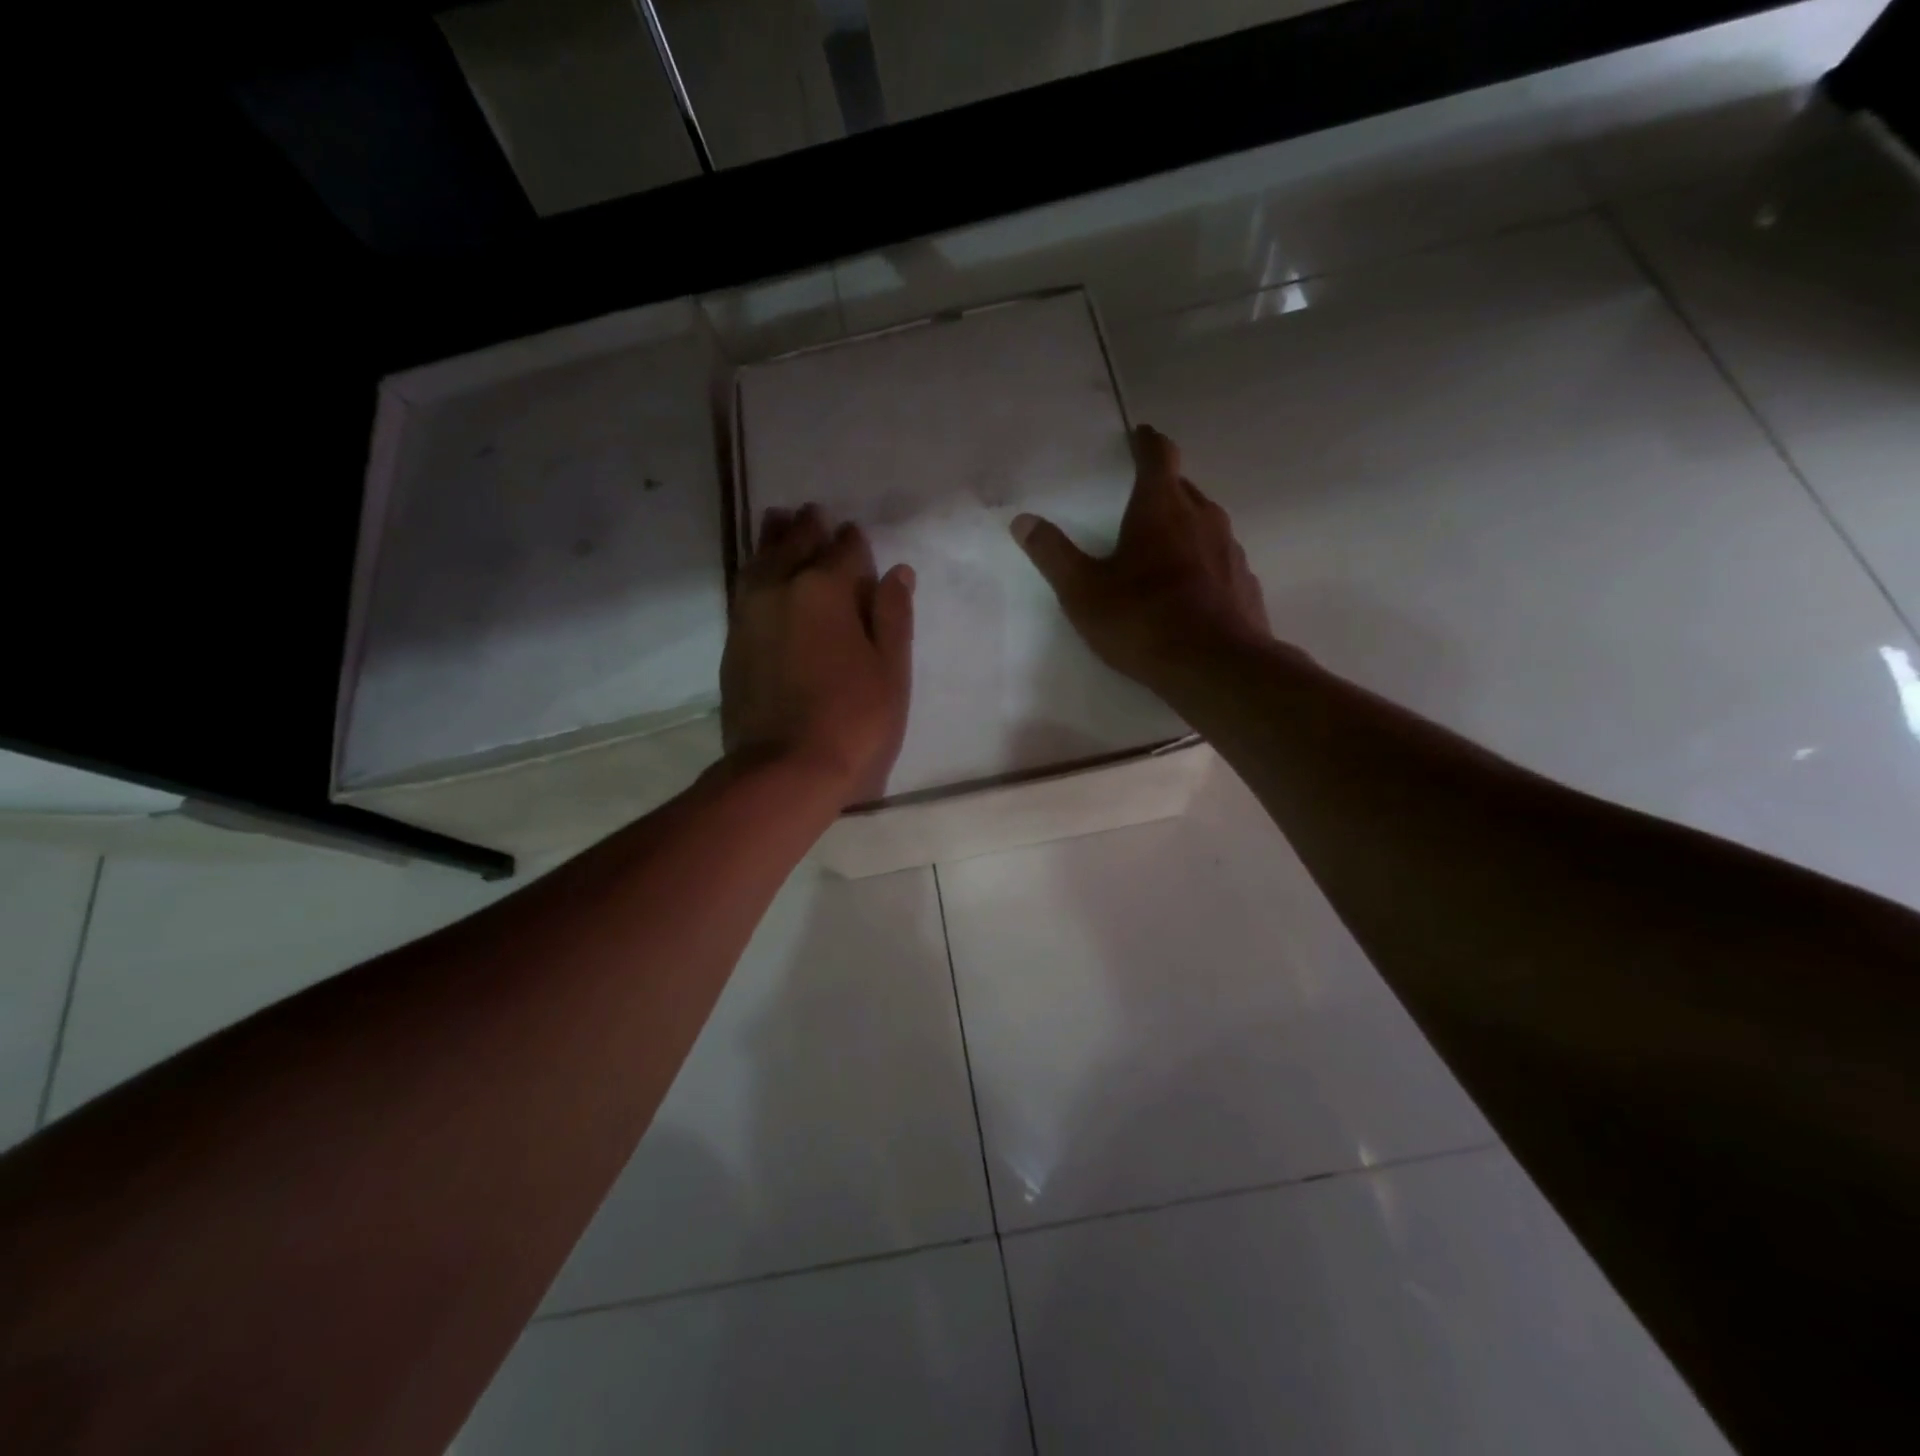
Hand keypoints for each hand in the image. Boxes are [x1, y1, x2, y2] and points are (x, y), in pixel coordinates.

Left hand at [722, 504, 914, 805]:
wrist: (784, 769)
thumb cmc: (853, 719)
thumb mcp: (890, 670)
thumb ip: (891, 616)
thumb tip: (896, 571)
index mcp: (825, 590)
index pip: (843, 550)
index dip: (853, 542)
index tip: (856, 534)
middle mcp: (781, 589)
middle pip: (794, 545)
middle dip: (808, 528)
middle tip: (814, 513)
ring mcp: (750, 615)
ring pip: (760, 561)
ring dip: (772, 539)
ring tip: (777, 521)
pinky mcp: (733, 642)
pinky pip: (744, 589)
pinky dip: (754, 571)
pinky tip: (758, 571)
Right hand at [1011, 425, 1270, 684]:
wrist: (1215, 667)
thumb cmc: (1142, 621)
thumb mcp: (1083, 591)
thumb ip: (1053, 554)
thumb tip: (1023, 520)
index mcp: (1160, 509)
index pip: (1158, 457)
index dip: (1147, 442)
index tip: (1140, 434)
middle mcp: (1202, 517)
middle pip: (1183, 488)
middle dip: (1163, 486)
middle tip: (1142, 497)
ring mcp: (1230, 549)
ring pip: (1205, 523)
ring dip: (1185, 525)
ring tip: (1164, 545)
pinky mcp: (1245, 581)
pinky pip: (1220, 558)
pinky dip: (1203, 560)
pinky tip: (1191, 587)